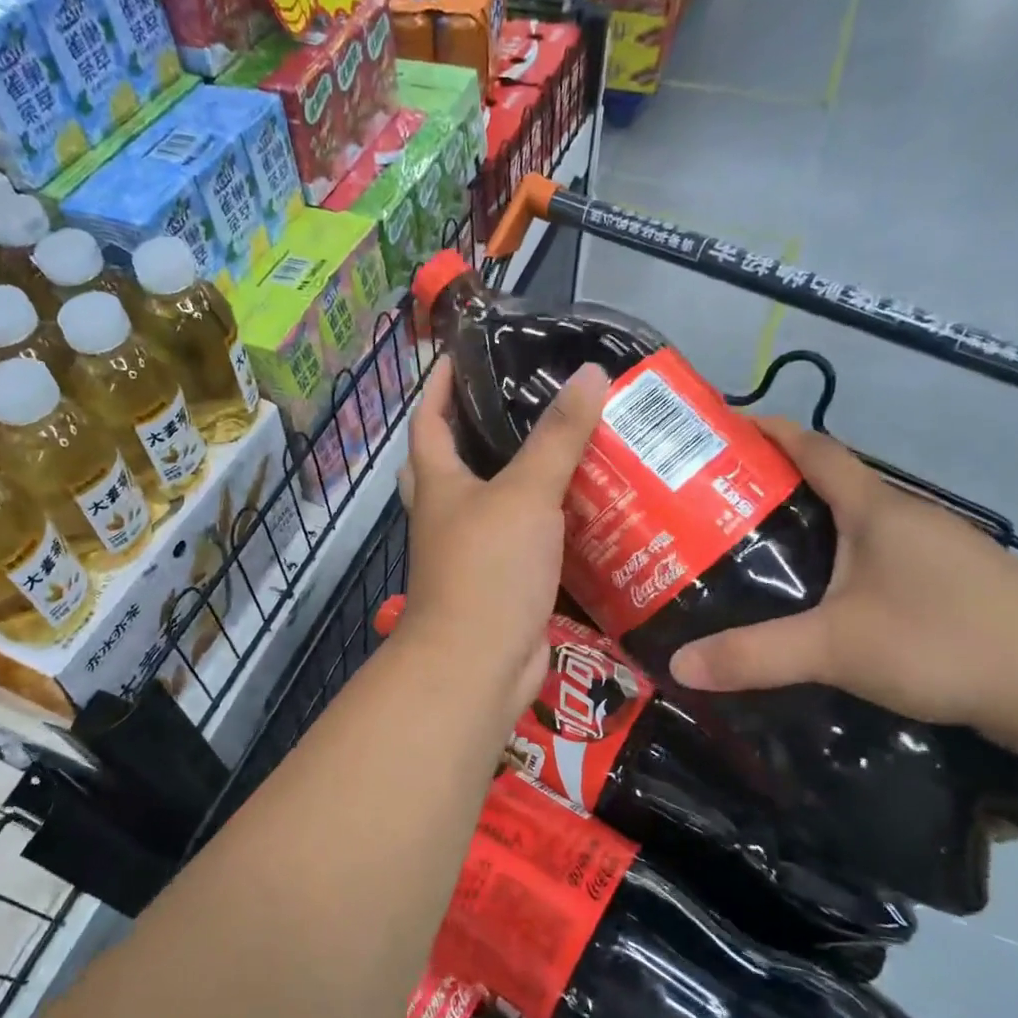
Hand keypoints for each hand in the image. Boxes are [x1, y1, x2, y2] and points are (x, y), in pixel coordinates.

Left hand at [395, 355, 609, 720]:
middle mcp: (447, 514)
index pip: (427, 419)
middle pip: (452, 459)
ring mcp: (472, 551)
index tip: (462, 352)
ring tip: (570, 442)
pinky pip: (525, 538)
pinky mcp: (502, 581)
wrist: (478, 665)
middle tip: (525, 397)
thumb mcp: (525, 494)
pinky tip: (585, 506)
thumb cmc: (488, 570)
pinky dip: (547, 521)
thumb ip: (558, 437)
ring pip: (494, 500)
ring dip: (522, 474)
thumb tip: (590, 373)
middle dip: (477, 427)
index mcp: (438, 484)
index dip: (437, 383)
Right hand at [668, 417, 1017, 752]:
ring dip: (807, 527)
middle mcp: (907, 517)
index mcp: (876, 509)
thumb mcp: (836, 648)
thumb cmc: (946, 643)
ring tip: (754, 551)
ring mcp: (937, 550)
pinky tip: (821, 597)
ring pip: (855, 524)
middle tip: (714, 508)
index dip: (767, 432)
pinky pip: (878, 555)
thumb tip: (678, 665)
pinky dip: (839, 560)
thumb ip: (754, 655)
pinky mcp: (953, 584)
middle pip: (830, 484)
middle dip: (772, 486)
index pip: (813, 448)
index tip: (721, 432)